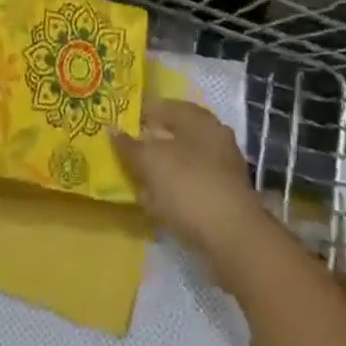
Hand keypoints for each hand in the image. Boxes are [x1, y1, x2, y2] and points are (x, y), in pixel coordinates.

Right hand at [111, 97, 254, 257]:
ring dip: (159, 170)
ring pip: (181, 162)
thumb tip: (112, 129)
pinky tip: (155, 203)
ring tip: (135, 180)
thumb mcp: (149, 162)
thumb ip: (128, 145)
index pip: (162, 106)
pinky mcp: (223, 196)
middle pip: (173, 135)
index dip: (138, 114)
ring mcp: (222, 168)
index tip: (116, 126)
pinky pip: (189, 185)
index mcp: (199, 119)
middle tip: (123, 154)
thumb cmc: (188, 186)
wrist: (234, 239)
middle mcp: (214, 137)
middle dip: (148, 144)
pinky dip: (172, 190)